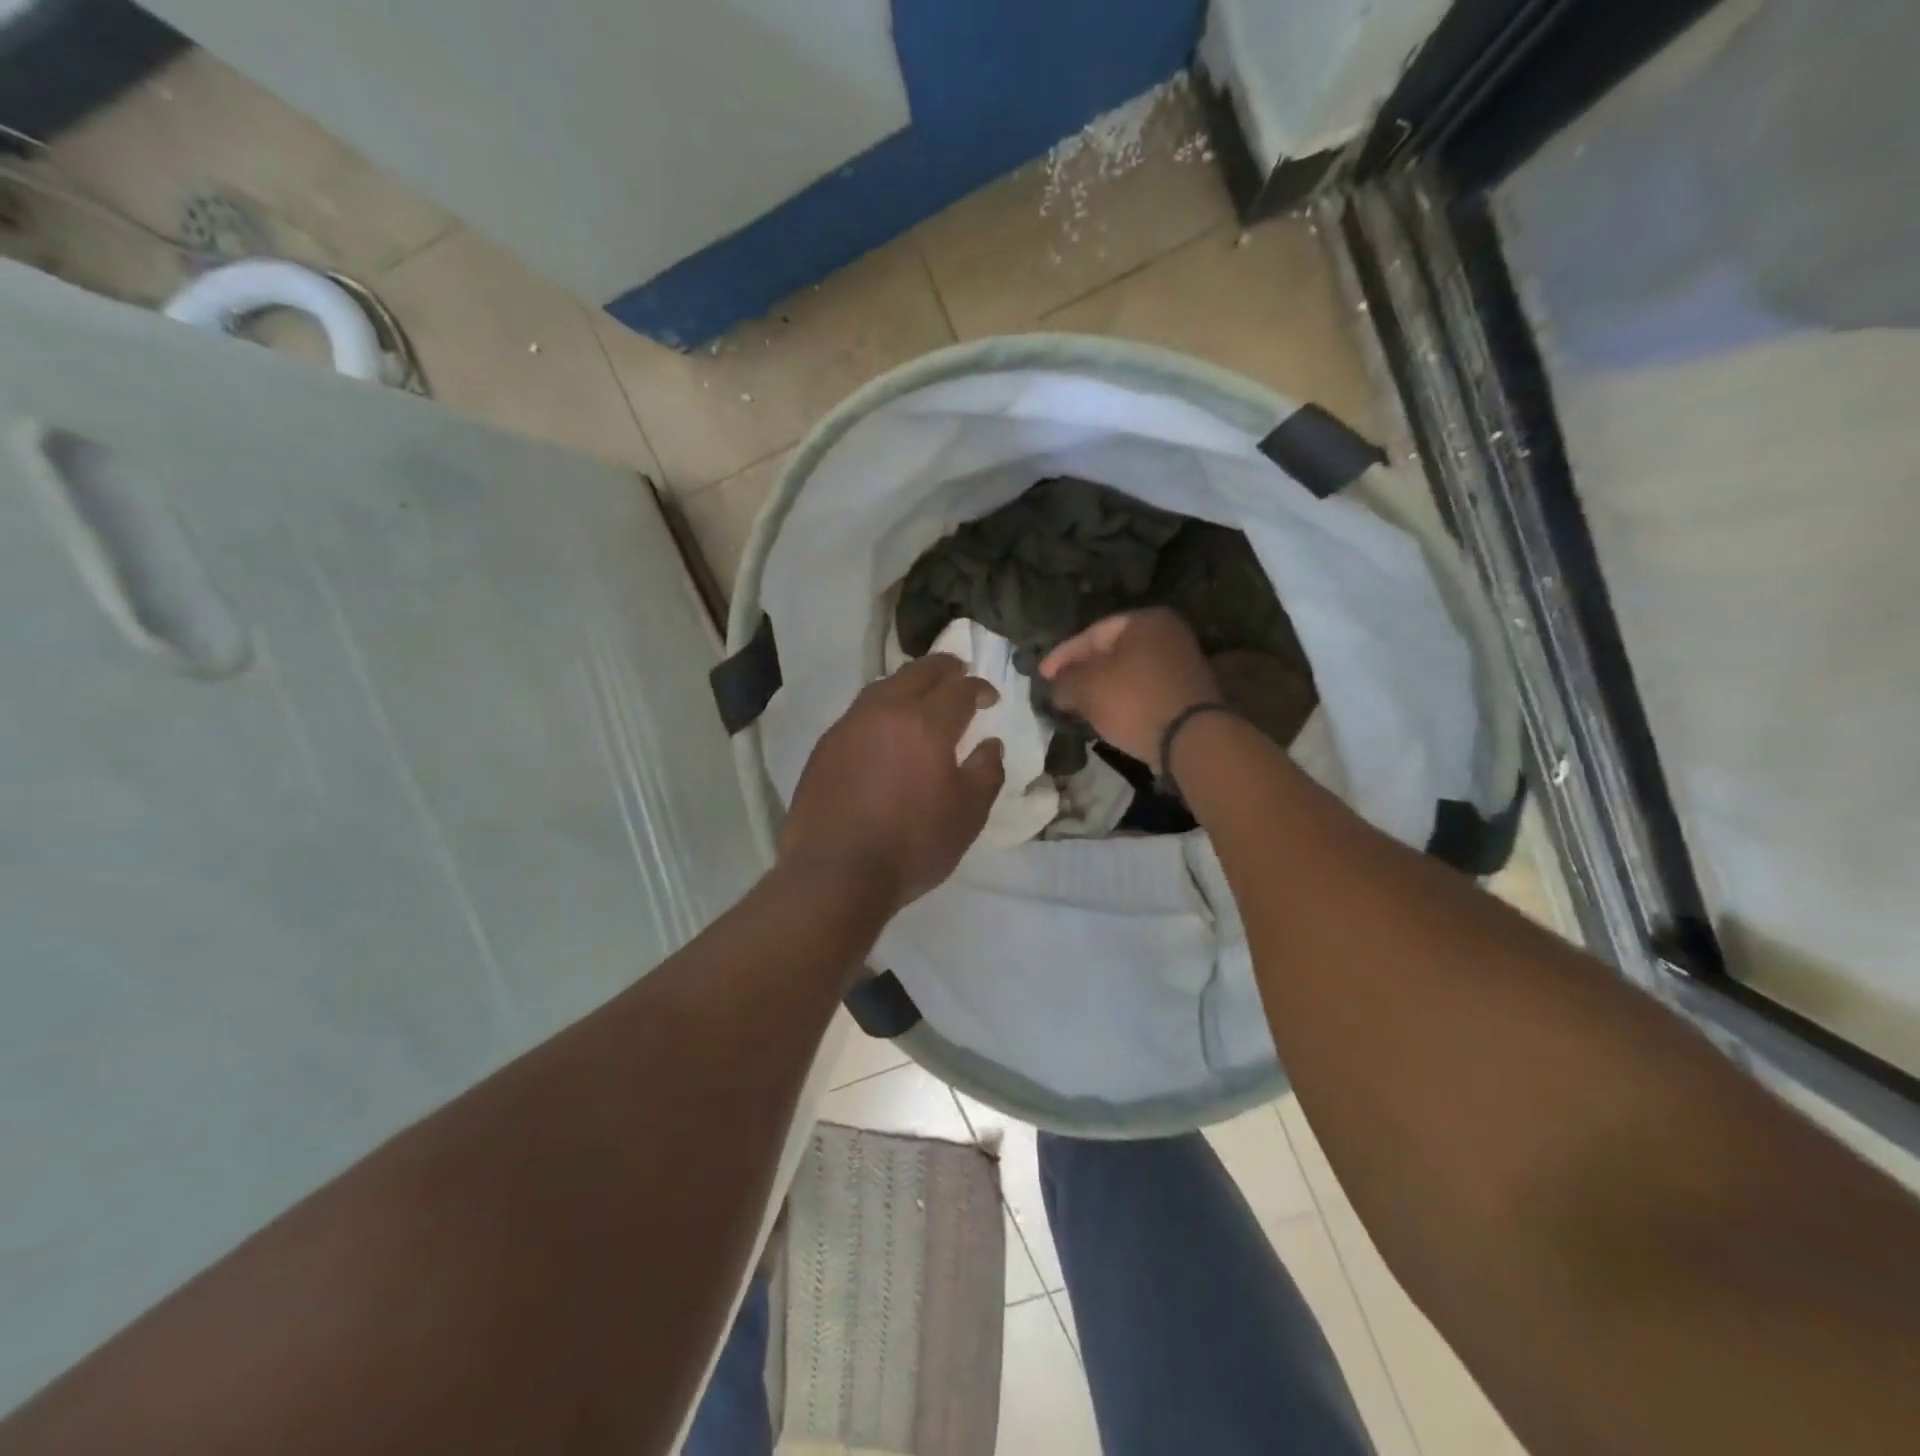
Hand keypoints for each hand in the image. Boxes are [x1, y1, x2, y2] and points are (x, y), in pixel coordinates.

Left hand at [781, 655, 1005, 915]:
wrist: (835, 873)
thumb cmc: (912, 846)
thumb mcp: (967, 815)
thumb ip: (986, 772)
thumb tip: (990, 744)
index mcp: (926, 724)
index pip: (959, 689)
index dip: (978, 687)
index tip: (989, 697)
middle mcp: (885, 712)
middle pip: (918, 672)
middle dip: (943, 668)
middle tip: (958, 672)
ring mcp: (849, 726)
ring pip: (884, 686)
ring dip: (909, 683)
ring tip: (921, 695)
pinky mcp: (825, 746)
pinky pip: (860, 711)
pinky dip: (882, 707)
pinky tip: (885, 728)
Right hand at [1038, 608, 1219, 771]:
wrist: (1192, 740)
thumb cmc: (1135, 701)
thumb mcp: (1086, 688)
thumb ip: (1064, 681)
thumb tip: (1057, 686)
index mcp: (1145, 620)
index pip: (1091, 634)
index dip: (1061, 656)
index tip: (1041, 677)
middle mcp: (1168, 634)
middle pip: (1111, 652)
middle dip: (1082, 672)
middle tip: (1058, 690)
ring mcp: (1182, 664)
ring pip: (1127, 673)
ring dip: (1102, 689)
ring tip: (1077, 706)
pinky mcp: (1187, 693)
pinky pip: (1143, 691)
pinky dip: (1122, 701)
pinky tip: (1107, 716)